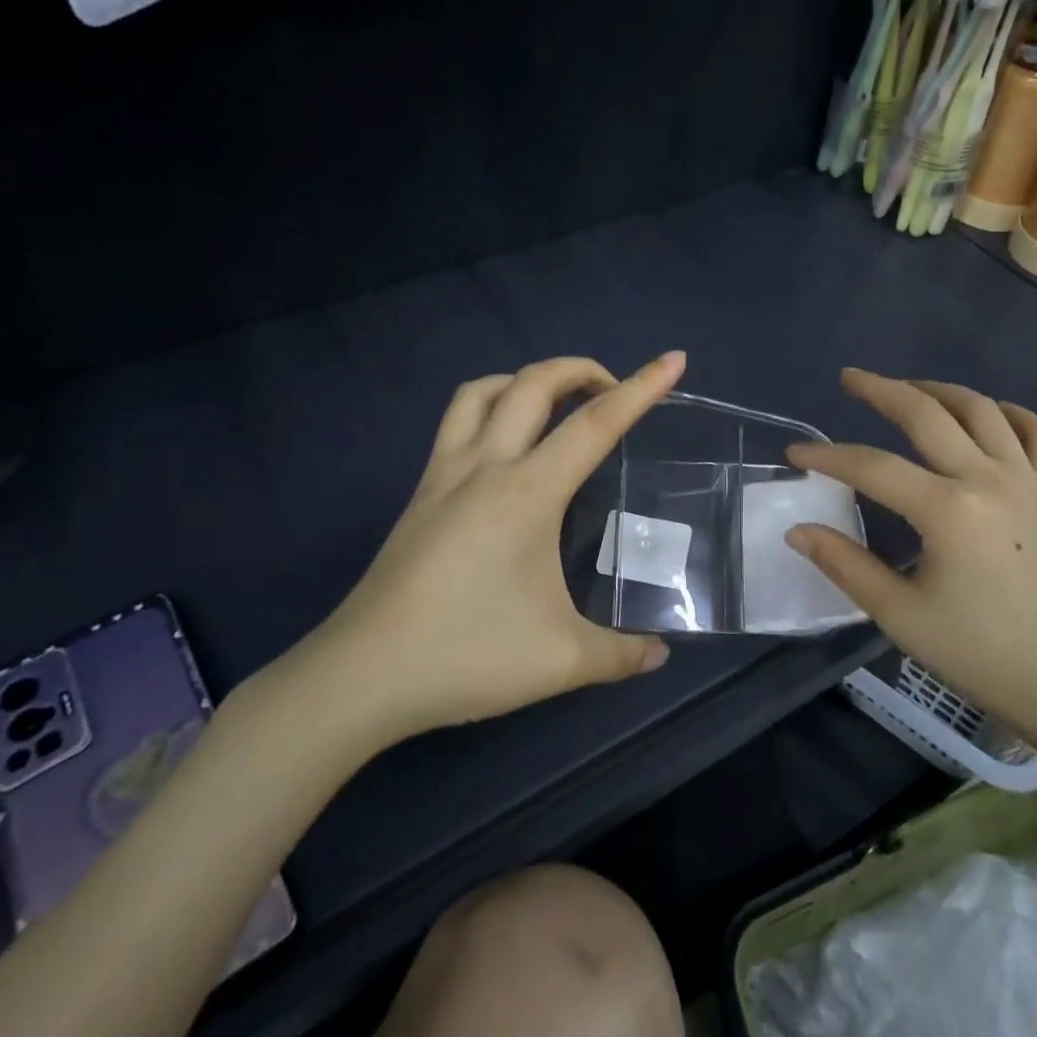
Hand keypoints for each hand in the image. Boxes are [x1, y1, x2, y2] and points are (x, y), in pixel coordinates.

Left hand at [259, 353, 686, 759]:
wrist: (362, 676)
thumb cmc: (466, 656)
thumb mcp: (561, 661)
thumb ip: (621, 654)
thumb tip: (660, 654)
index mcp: (527, 493)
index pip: (595, 424)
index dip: (641, 388)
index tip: (674, 360)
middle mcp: (484, 467)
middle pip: (532, 383)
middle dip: (580, 368)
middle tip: (613, 389)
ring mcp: (443, 476)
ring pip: (482, 391)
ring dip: (525, 380)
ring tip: (556, 405)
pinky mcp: (420, 494)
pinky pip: (456, 422)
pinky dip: (489, 406)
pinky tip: (504, 449)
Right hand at [783, 370, 1036, 747]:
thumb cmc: (974, 651)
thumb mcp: (898, 613)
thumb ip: (844, 564)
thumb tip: (797, 530)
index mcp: (948, 511)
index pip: (873, 467)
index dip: (828, 457)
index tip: (795, 453)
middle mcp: (988, 480)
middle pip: (927, 414)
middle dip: (881, 390)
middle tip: (849, 378)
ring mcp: (1026, 481)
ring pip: (981, 409)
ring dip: (938, 390)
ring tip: (906, 389)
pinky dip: (1009, 412)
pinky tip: (985, 413)